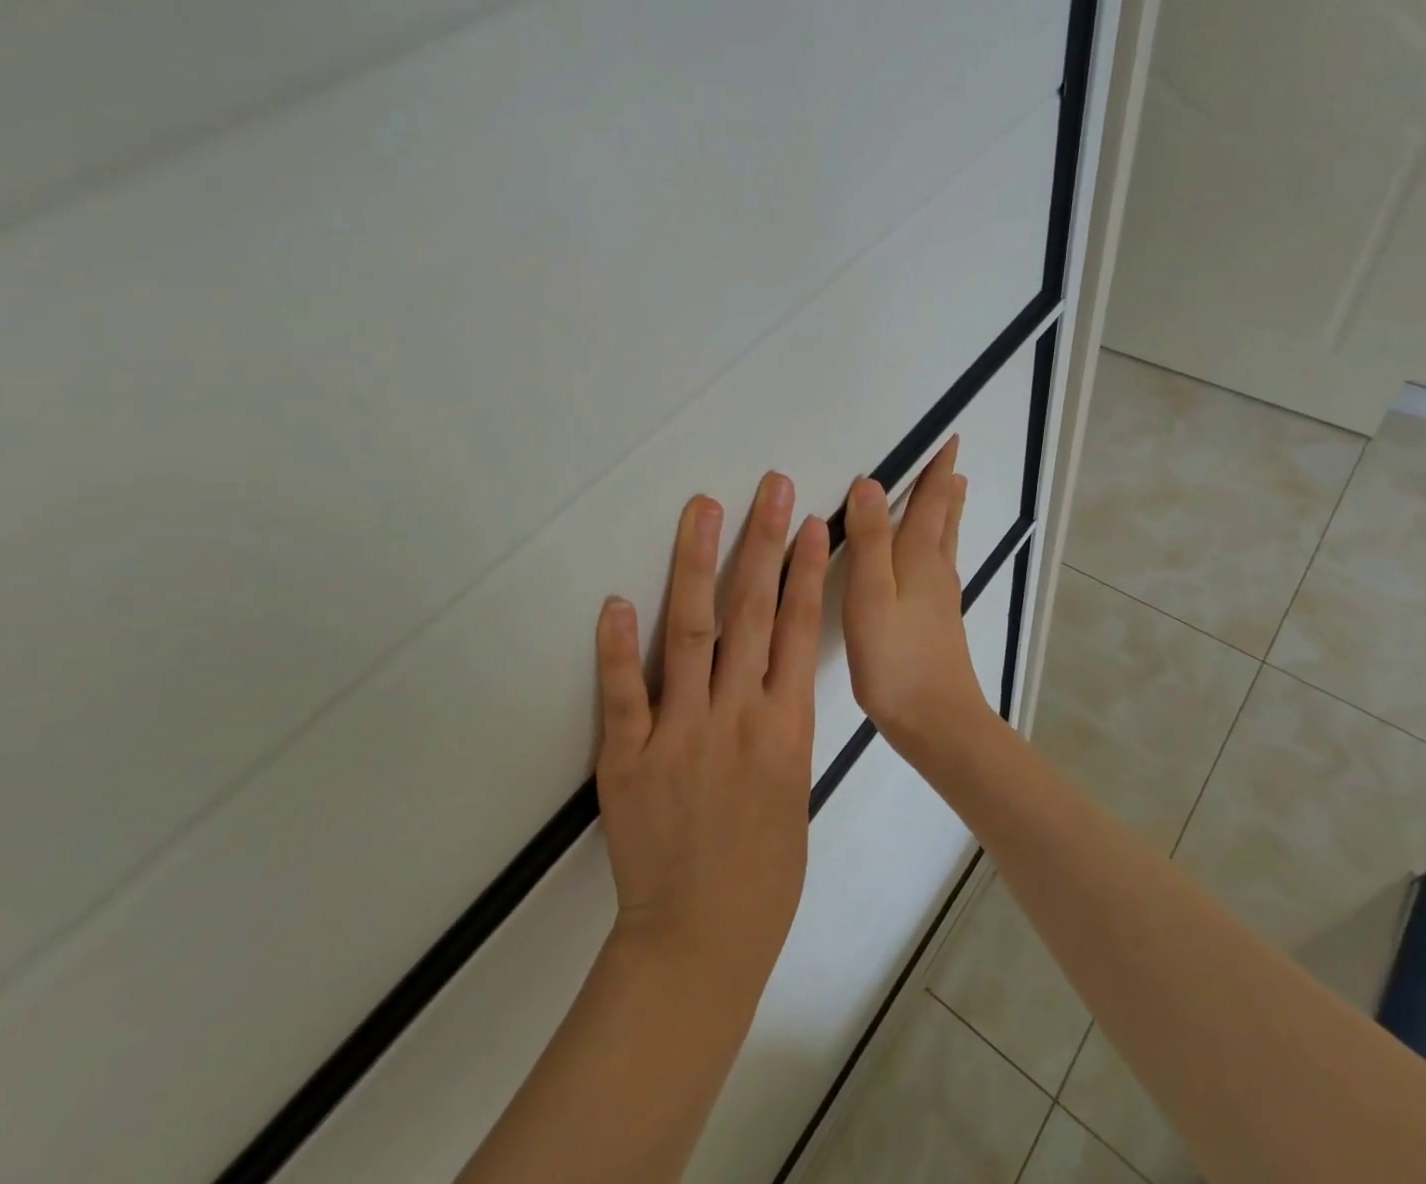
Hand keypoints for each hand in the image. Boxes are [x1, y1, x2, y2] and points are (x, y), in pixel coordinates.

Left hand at [594, 473, 830, 977]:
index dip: (802, 570)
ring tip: (703, 511)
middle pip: (750, 613)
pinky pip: (623, 694)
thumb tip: (770, 672)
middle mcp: (736, 717)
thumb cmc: (764, 870)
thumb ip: (781, 723)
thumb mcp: (795, 787)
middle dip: (761, 544)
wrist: (702, 938)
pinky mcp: (629, 758)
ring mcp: (680, 734)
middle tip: (767, 488)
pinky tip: (618, 601)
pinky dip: (618, 647)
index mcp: (785, 728)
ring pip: (691, 634)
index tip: (808, 522)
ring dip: (697, 566)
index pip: (795, 630)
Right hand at [842, 437, 989, 749]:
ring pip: (945, 542)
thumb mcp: (871, 594)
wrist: (937, 722)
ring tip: (953, 492)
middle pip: (944, 518)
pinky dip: (938, 543)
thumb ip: (869, 540)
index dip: (937, 470)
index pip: (931, 502)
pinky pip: (939, 565)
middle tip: (951, 461)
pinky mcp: (939, 622)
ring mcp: (941, 598)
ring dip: (947, 512)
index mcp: (919, 558)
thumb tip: (870, 484)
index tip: (949, 439)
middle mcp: (936, 571)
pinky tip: (934, 559)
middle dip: (945, 487)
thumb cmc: (896, 657)